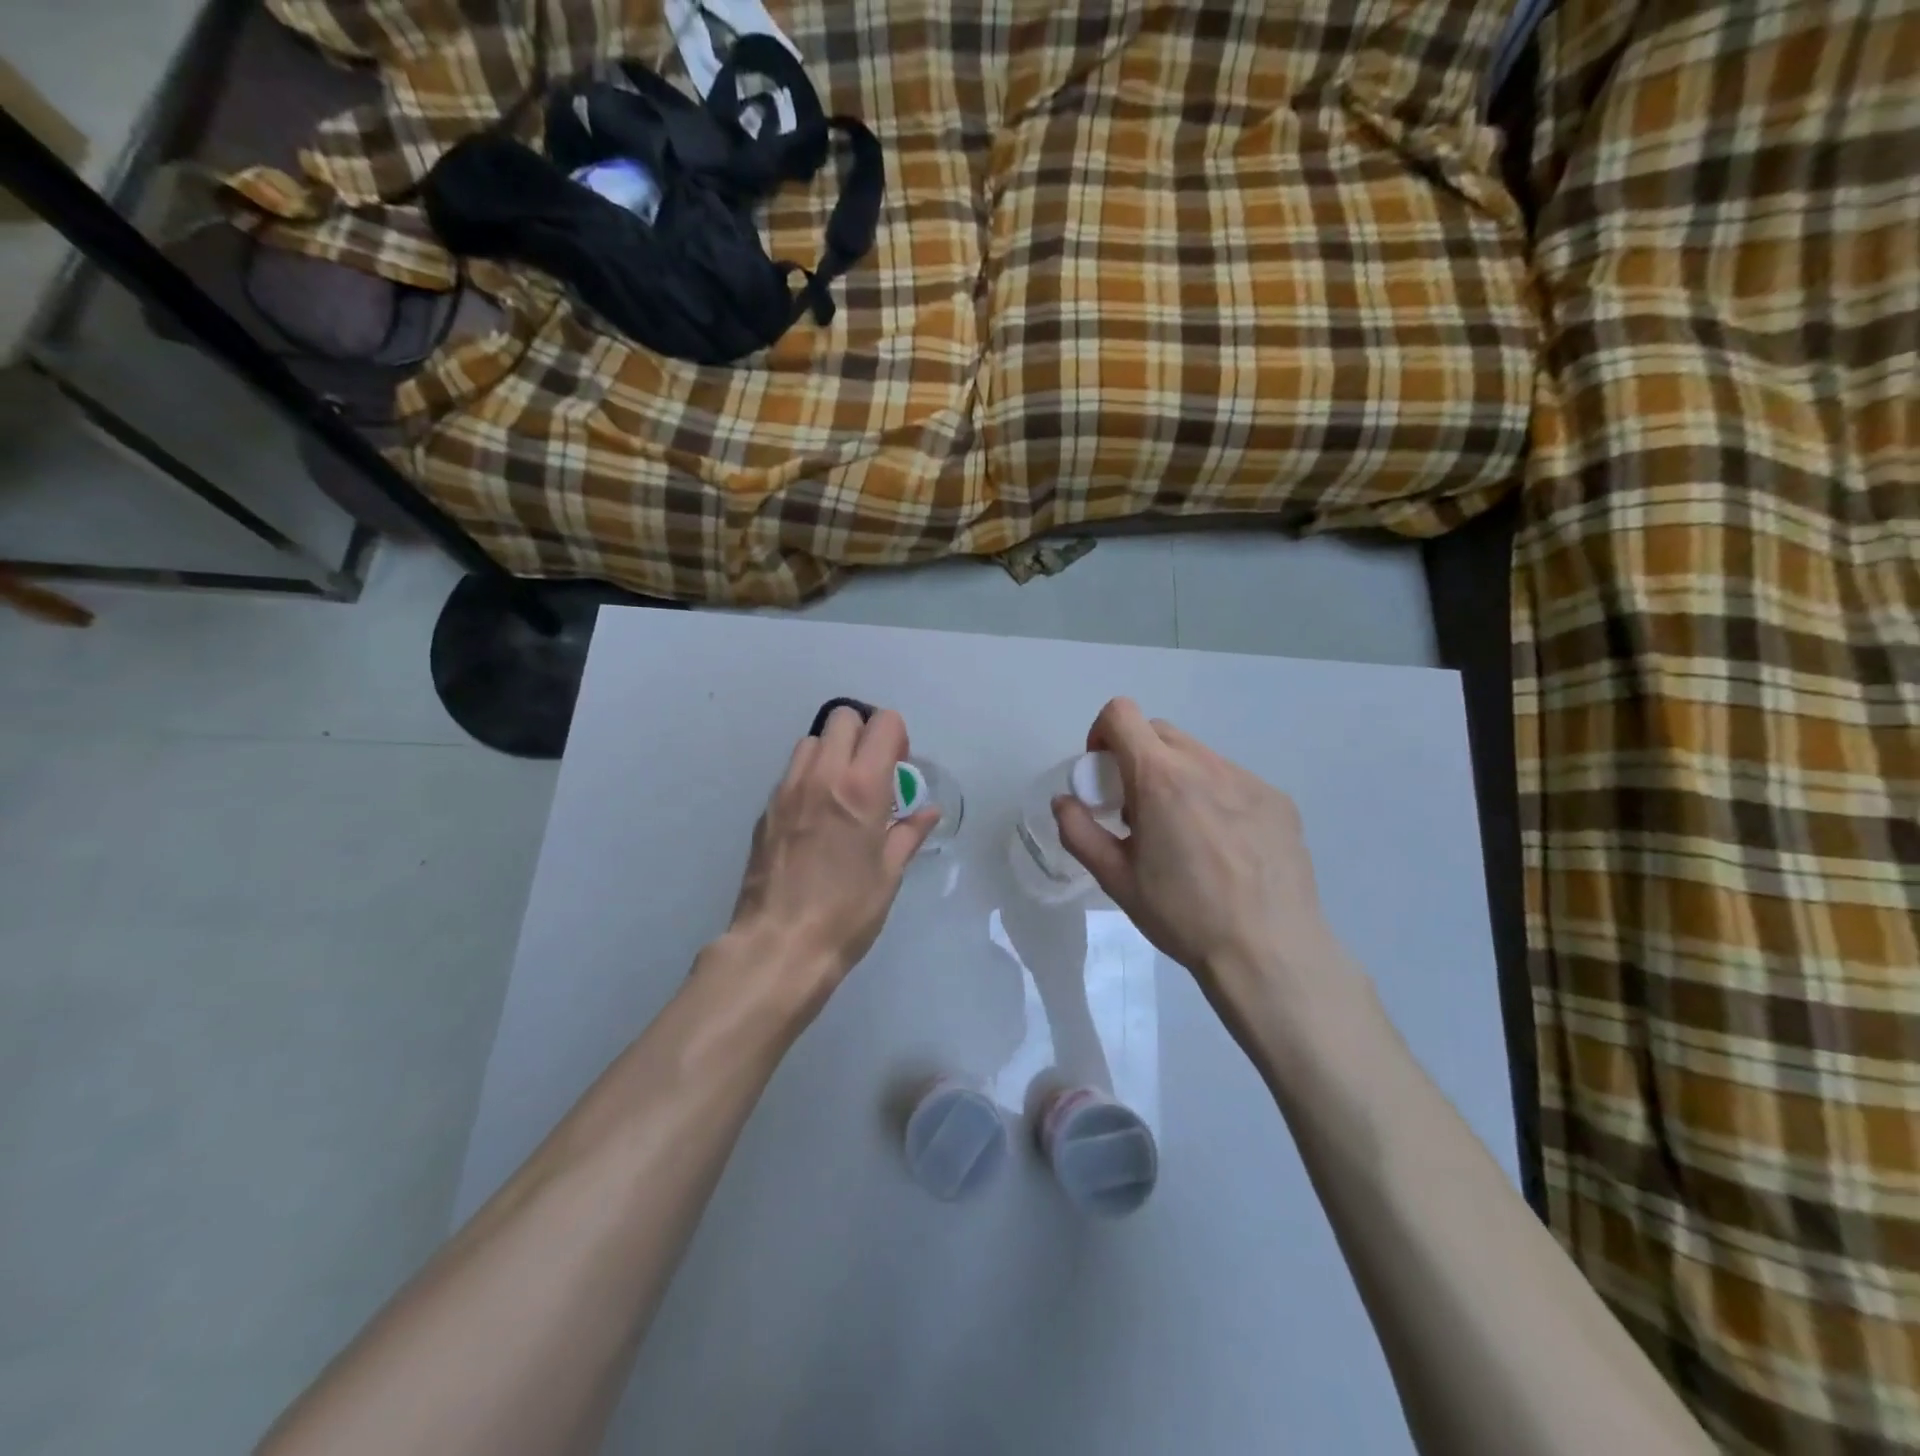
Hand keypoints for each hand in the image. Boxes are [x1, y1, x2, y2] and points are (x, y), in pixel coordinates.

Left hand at [722, 705, 937, 1013]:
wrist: (780, 945)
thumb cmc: (846, 912)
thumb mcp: (888, 874)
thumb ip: (908, 834)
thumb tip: (927, 812)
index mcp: (861, 787)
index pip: (883, 723)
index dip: (897, 737)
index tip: (899, 767)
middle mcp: (822, 775)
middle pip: (843, 717)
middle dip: (864, 734)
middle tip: (873, 772)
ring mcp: (788, 789)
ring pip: (812, 740)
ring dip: (833, 752)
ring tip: (842, 791)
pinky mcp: (766, 809)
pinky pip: (792, 772)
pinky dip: (810, 777)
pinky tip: (816, 817)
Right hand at [1052, 698, 1355, 1040]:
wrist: (1268, 952)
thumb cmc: (1182, 915)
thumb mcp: (1115, 879)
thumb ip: (1079, 832)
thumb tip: (1065, 802)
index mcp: (1160, 778)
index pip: (1121, 713)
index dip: (1102, 733)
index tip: (1103, 774)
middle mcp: (1206, 765)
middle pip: (1159, 731)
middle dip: (1138, 757)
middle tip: (1138, 810)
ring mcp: (1248, 780)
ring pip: (1199, 756)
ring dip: (1178, 777)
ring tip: (1184, 833)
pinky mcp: (1278, 800)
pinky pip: (1233, 781)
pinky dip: (1215, 796)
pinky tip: (1224, 847)